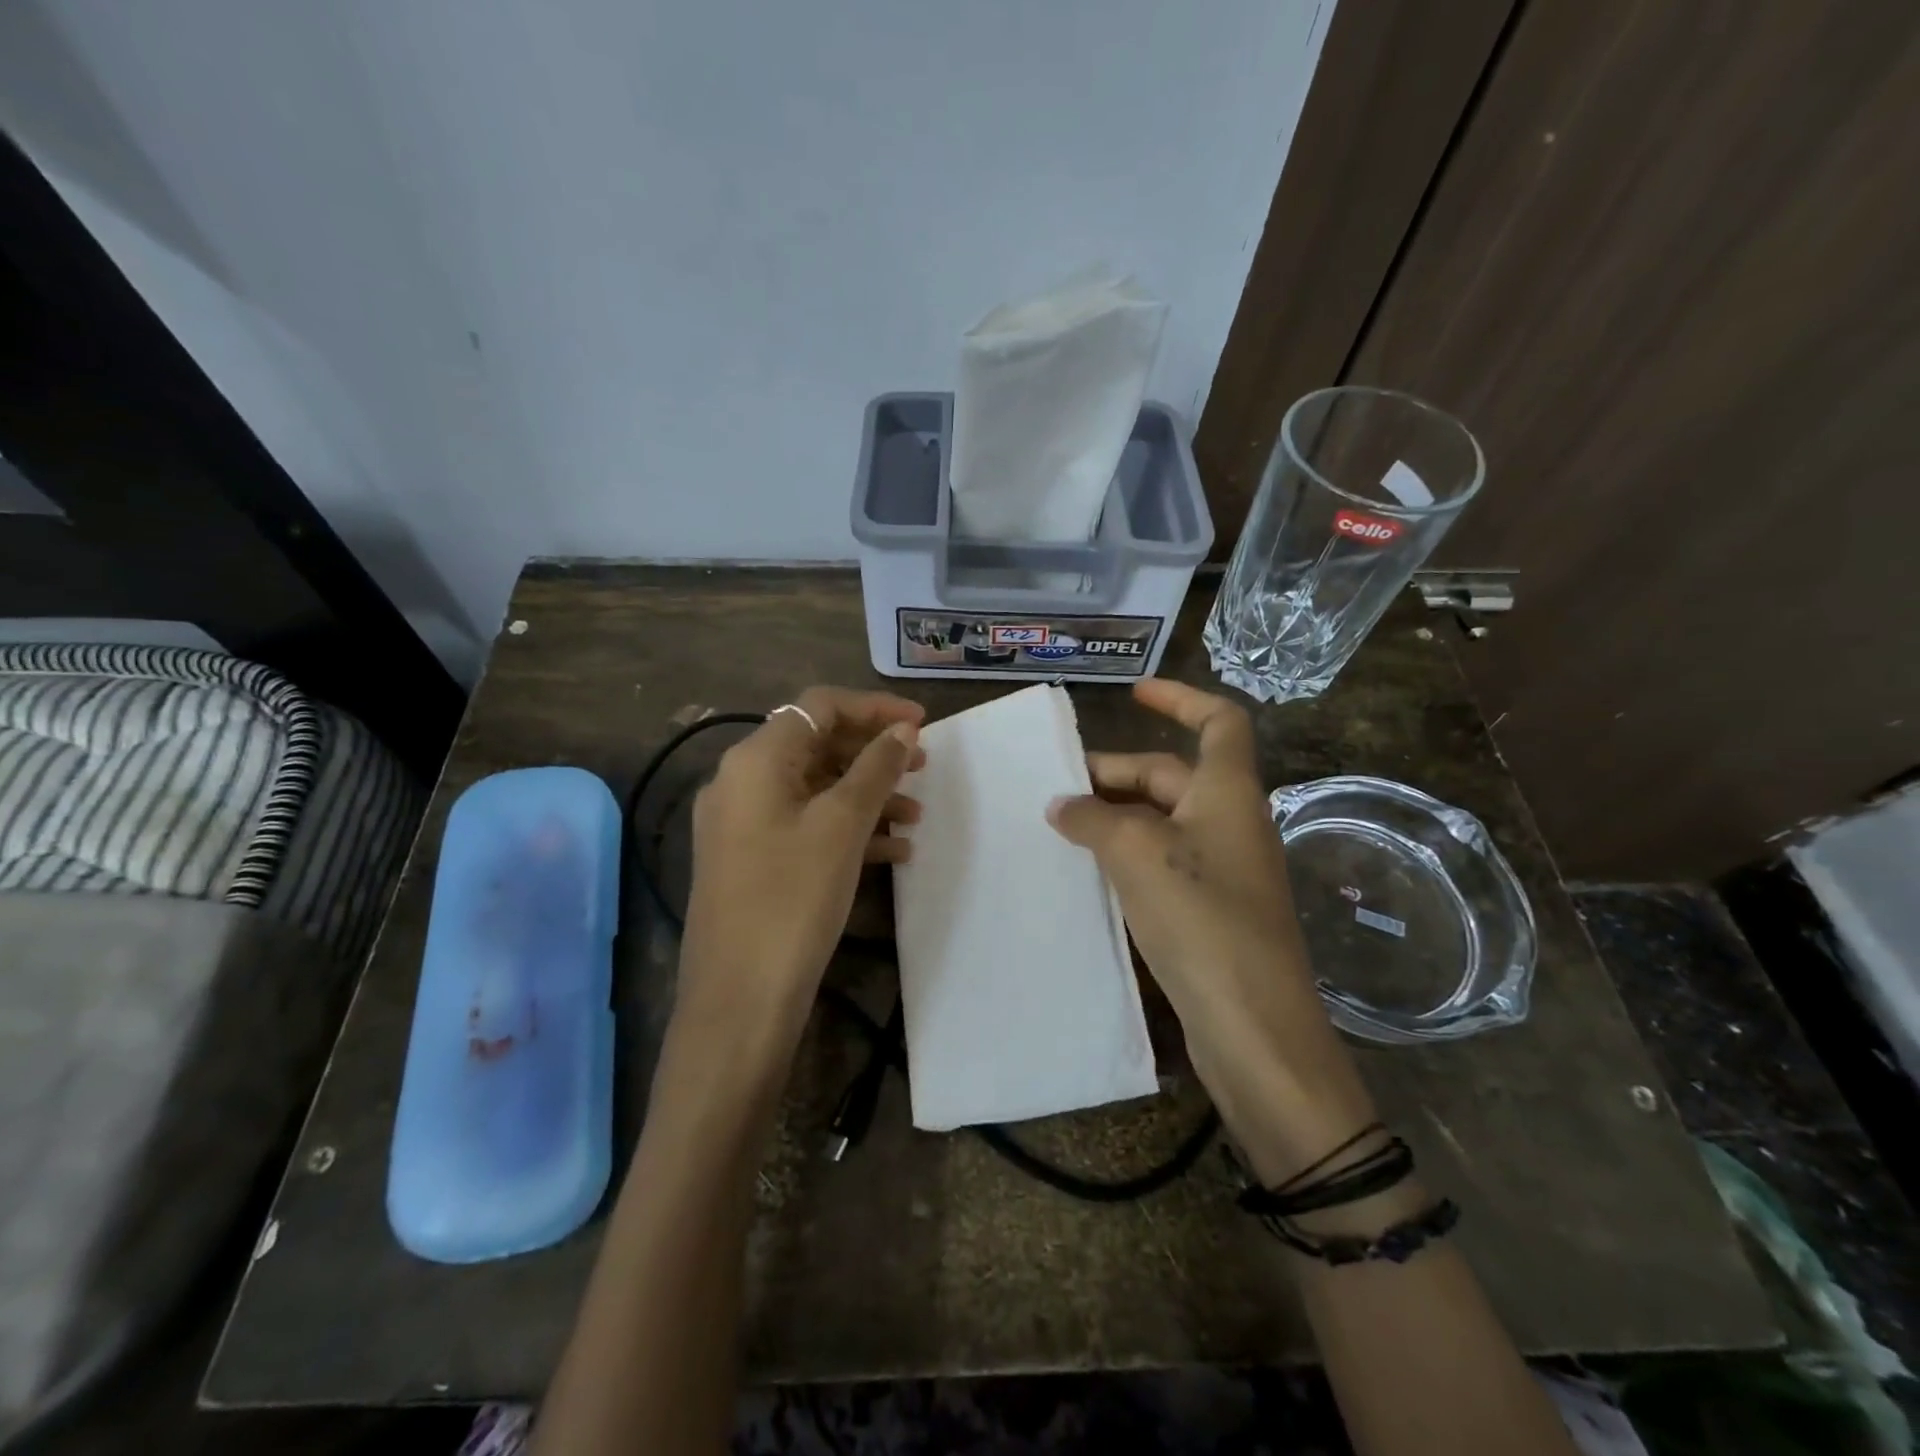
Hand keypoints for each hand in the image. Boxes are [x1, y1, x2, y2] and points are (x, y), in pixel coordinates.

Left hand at [678, 687, 923, 1055]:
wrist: (739, 1000)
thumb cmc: (792, 898)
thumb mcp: (842, 826)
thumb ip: (875, 769)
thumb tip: (903, 730)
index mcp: (755, 760)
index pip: (818, 707)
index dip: (874, 709)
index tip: (922, 725)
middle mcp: (741, 782)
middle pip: (817, 746)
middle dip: (873, 754)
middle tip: (922, 767)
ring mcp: (743, 824)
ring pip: (816, 789)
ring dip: (867, 796)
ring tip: (916, 817)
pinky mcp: (753, 861)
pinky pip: (806, 826)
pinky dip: (848, 830)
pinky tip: (893, 853)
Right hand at [1045, 679, 1376, 1183]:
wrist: (1253, 1028)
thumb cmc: (1202, 919)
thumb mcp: (1137, 854)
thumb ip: (1093, 820)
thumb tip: (1062, 806)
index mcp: (1228, 793)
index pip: (1219, 721)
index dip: (1180, 698)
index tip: (1133, 694)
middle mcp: (1228, 822)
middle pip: (1171, 774)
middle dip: (1114, 774)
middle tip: (1055, 787)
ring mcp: (1221, 869)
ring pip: (1160, 822)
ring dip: (1113, 817)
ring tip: (1058, 826)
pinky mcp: (1208, 911)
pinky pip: (1160, 862)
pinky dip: (1123, 856)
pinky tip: (1086, 871)